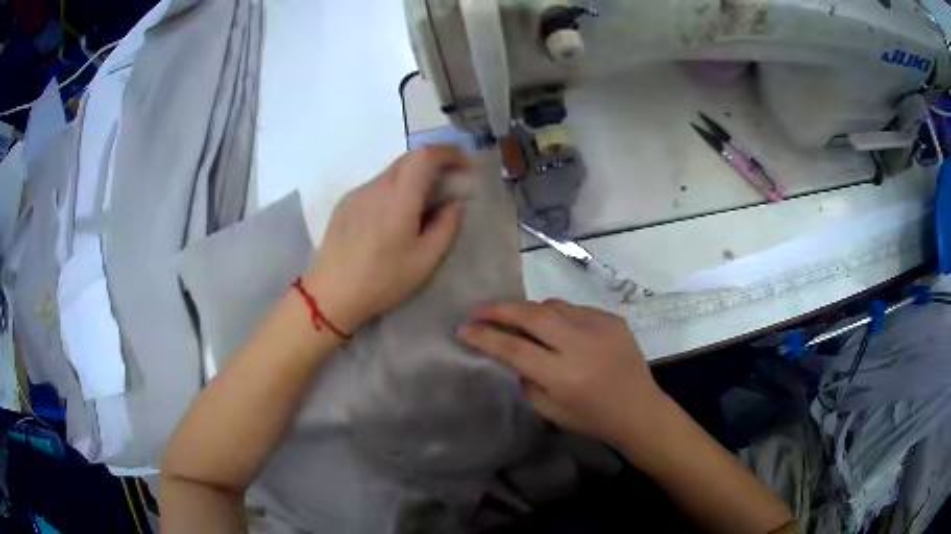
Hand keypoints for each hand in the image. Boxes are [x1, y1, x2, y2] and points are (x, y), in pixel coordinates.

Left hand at [305, 146, 470, 332]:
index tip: (465, 166)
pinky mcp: (345, 203)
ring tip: (423, 203)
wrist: (331, 294)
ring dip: (414, 176)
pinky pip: (376, 185)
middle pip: (409, 158)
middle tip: (449, 183)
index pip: (426, 155)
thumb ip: (447, 225)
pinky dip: (394, 188)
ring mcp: (358, 192)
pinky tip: (394, 216)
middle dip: (434, 162)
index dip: (449, 153)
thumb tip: (456, 202)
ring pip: (392, 171)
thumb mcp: (426, 260)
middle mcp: (377, 186)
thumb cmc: (382, 280)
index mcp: (399, 197)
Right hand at [458, 299, 669, 450]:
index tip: (463, 328)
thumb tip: (512, 352)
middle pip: (532, 315)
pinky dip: (559, 316)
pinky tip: (559, 330)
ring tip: (519, 320)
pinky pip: (575, 310)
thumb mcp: (550, 410)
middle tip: (480, 309)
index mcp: (564, 375)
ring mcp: (601, 327)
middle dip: (501, 309)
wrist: (639, 410)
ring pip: (553, 306)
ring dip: (531, 311)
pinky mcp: (613, 319)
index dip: (485, 337)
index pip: (515, 349)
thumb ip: (527, 378)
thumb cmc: (592, 418)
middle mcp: (581, 345)